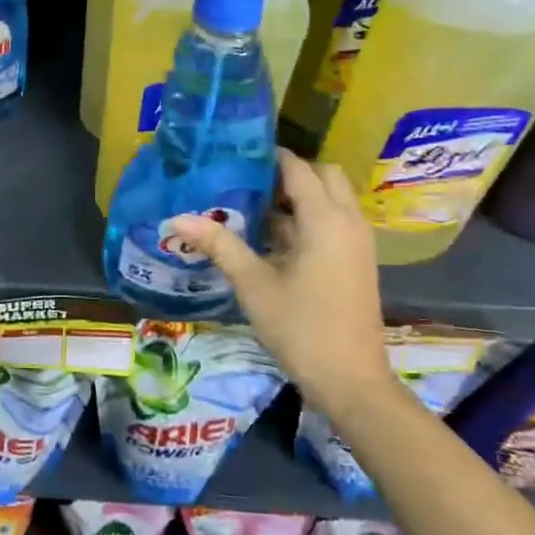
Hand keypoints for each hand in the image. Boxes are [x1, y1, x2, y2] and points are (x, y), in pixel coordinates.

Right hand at [168, 149, 388, 409]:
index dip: (269, 156)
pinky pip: (335, 221)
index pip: (298, 168)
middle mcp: (348, 221)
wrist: (352, 382)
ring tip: (254, 206)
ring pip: (332, 199)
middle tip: (248, 181)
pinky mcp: (357, 261)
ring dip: (300, 196)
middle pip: (324, 175)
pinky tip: (274, 238)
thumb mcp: (253, 284)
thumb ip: (219, 244)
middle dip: (289, 172)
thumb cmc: (301, 327)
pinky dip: (309, 217)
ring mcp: (357, 242)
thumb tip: (176, 217)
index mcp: (325, 219)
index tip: (235, 153)